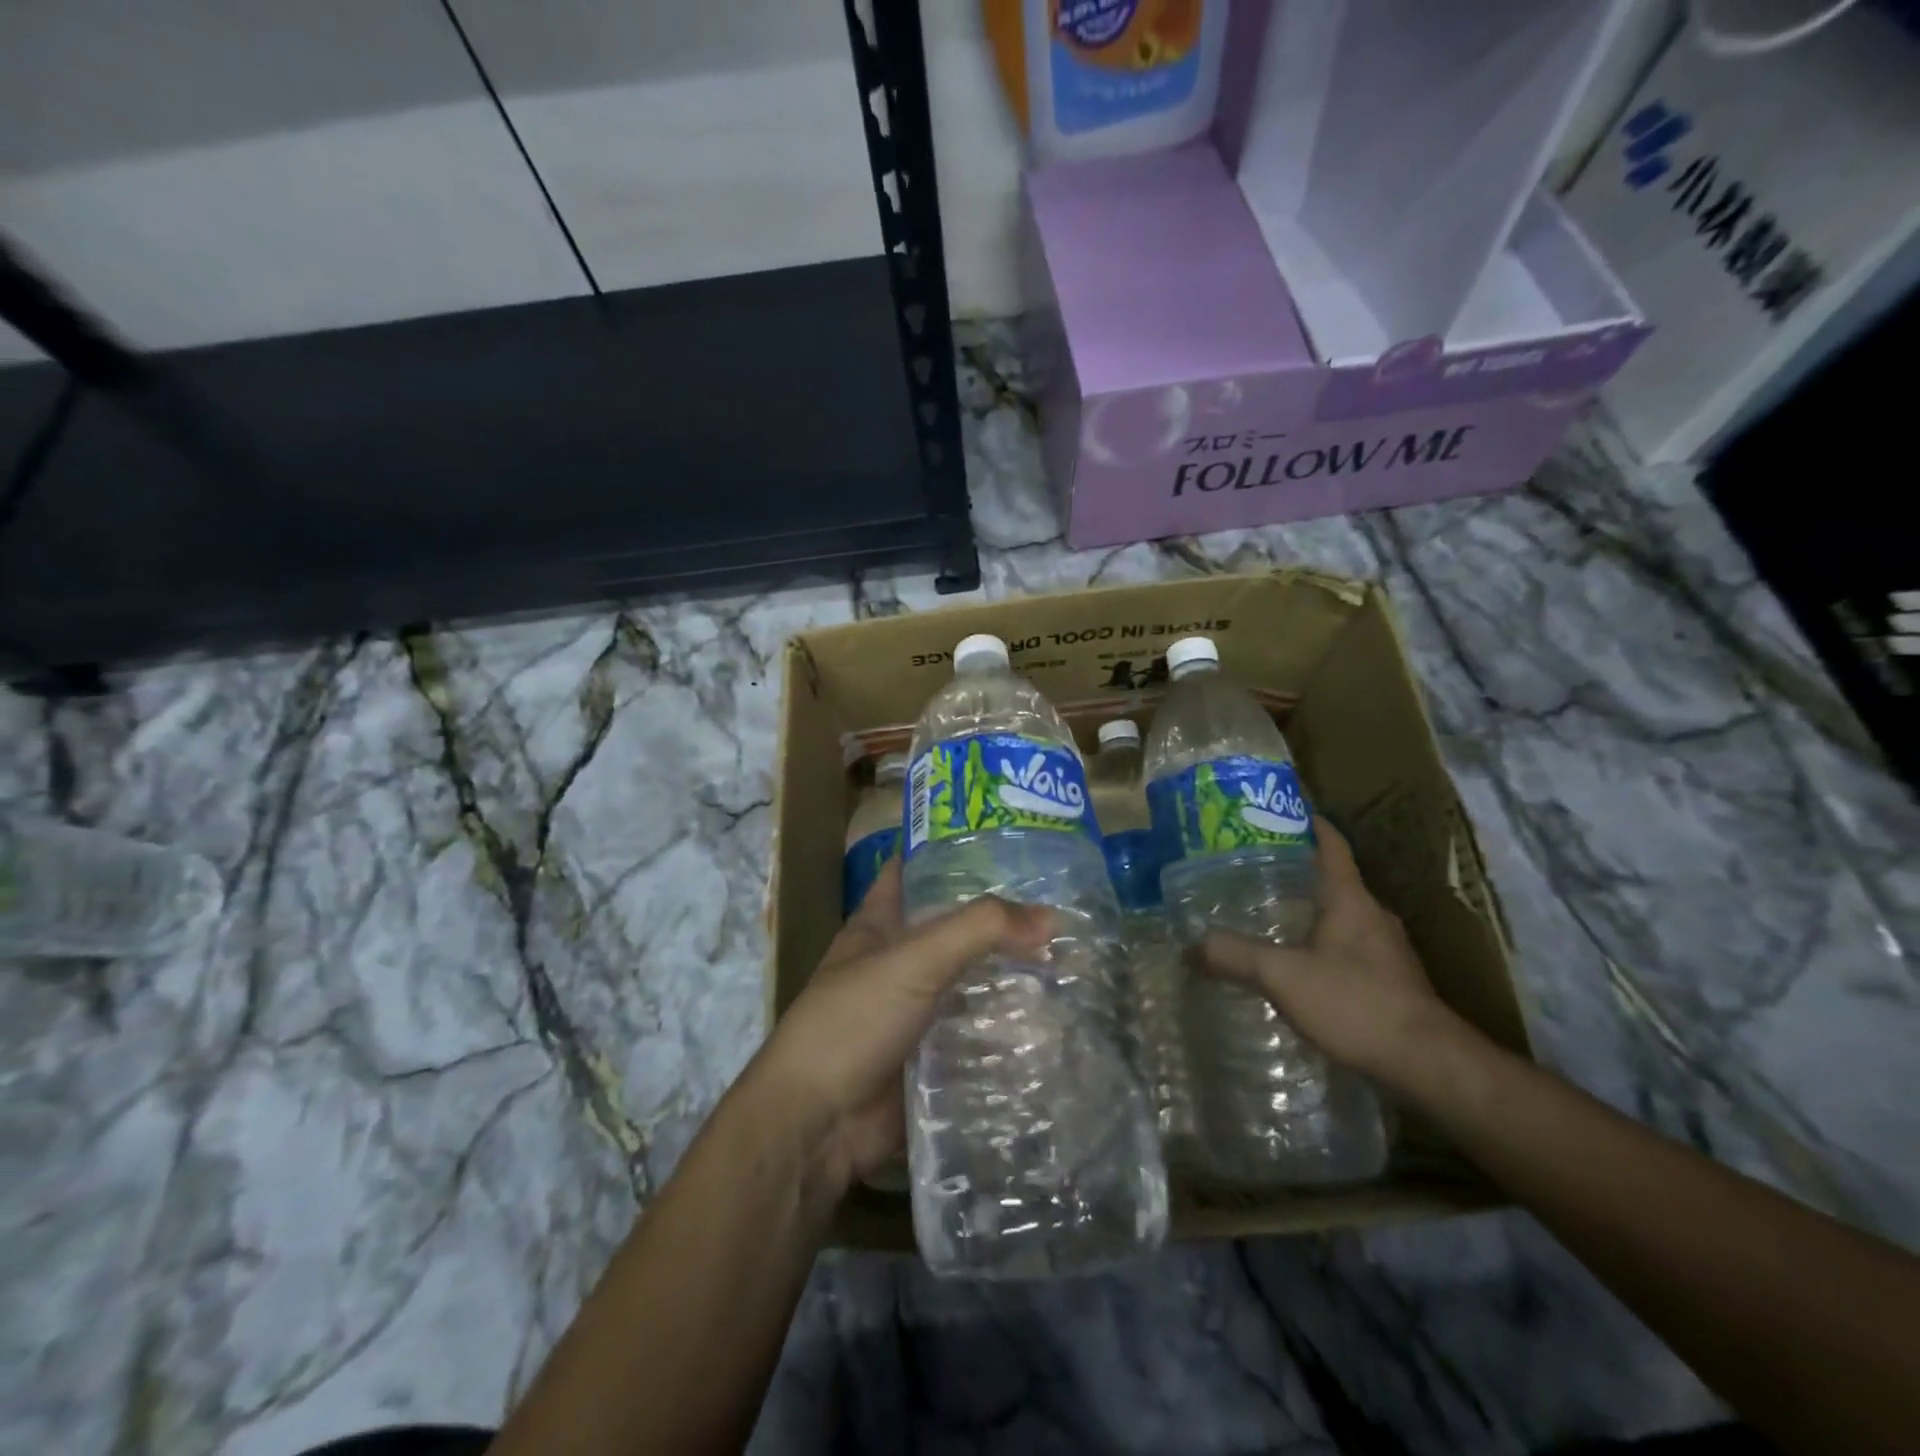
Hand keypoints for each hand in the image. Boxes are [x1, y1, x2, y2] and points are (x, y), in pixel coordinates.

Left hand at [750, 859, 1051, 1192]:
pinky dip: (1007, 1030)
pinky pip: (976, 1036)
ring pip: (969, 984)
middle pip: (952, 930)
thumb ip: (979, 930)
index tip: (1004, 843)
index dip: (948, 853)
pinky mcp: (930, 1059)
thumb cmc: (853, 1022)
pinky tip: (1053, 1023)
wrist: (818, 1125)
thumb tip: (1051, 916)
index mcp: (878, 926)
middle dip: (997, 923)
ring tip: (1072, 963)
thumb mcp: (914, 959)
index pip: (911, 872)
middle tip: (1060, 909)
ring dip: (1009, 979)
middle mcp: (896, 964)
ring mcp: (913, 1013)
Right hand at [1196, 816, 1462, 1085]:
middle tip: (1250, 868)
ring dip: (1306, 910)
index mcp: (1350, 899)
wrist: (1428, 1065)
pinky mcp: (1390, 982)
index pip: (1331, 845)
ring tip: (1265, 914)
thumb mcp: (1283, 976)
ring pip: (1340, 916)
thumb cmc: (1356, 1004)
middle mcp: (1372, 916)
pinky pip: (1346, 947)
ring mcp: (1385, 950)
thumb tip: (1189, 945)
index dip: (1308, 822)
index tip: (1280, 810)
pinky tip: (1295, 964)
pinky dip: (1318, 944)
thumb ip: (1235, 955)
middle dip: (1294, 870)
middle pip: (1332, 879)